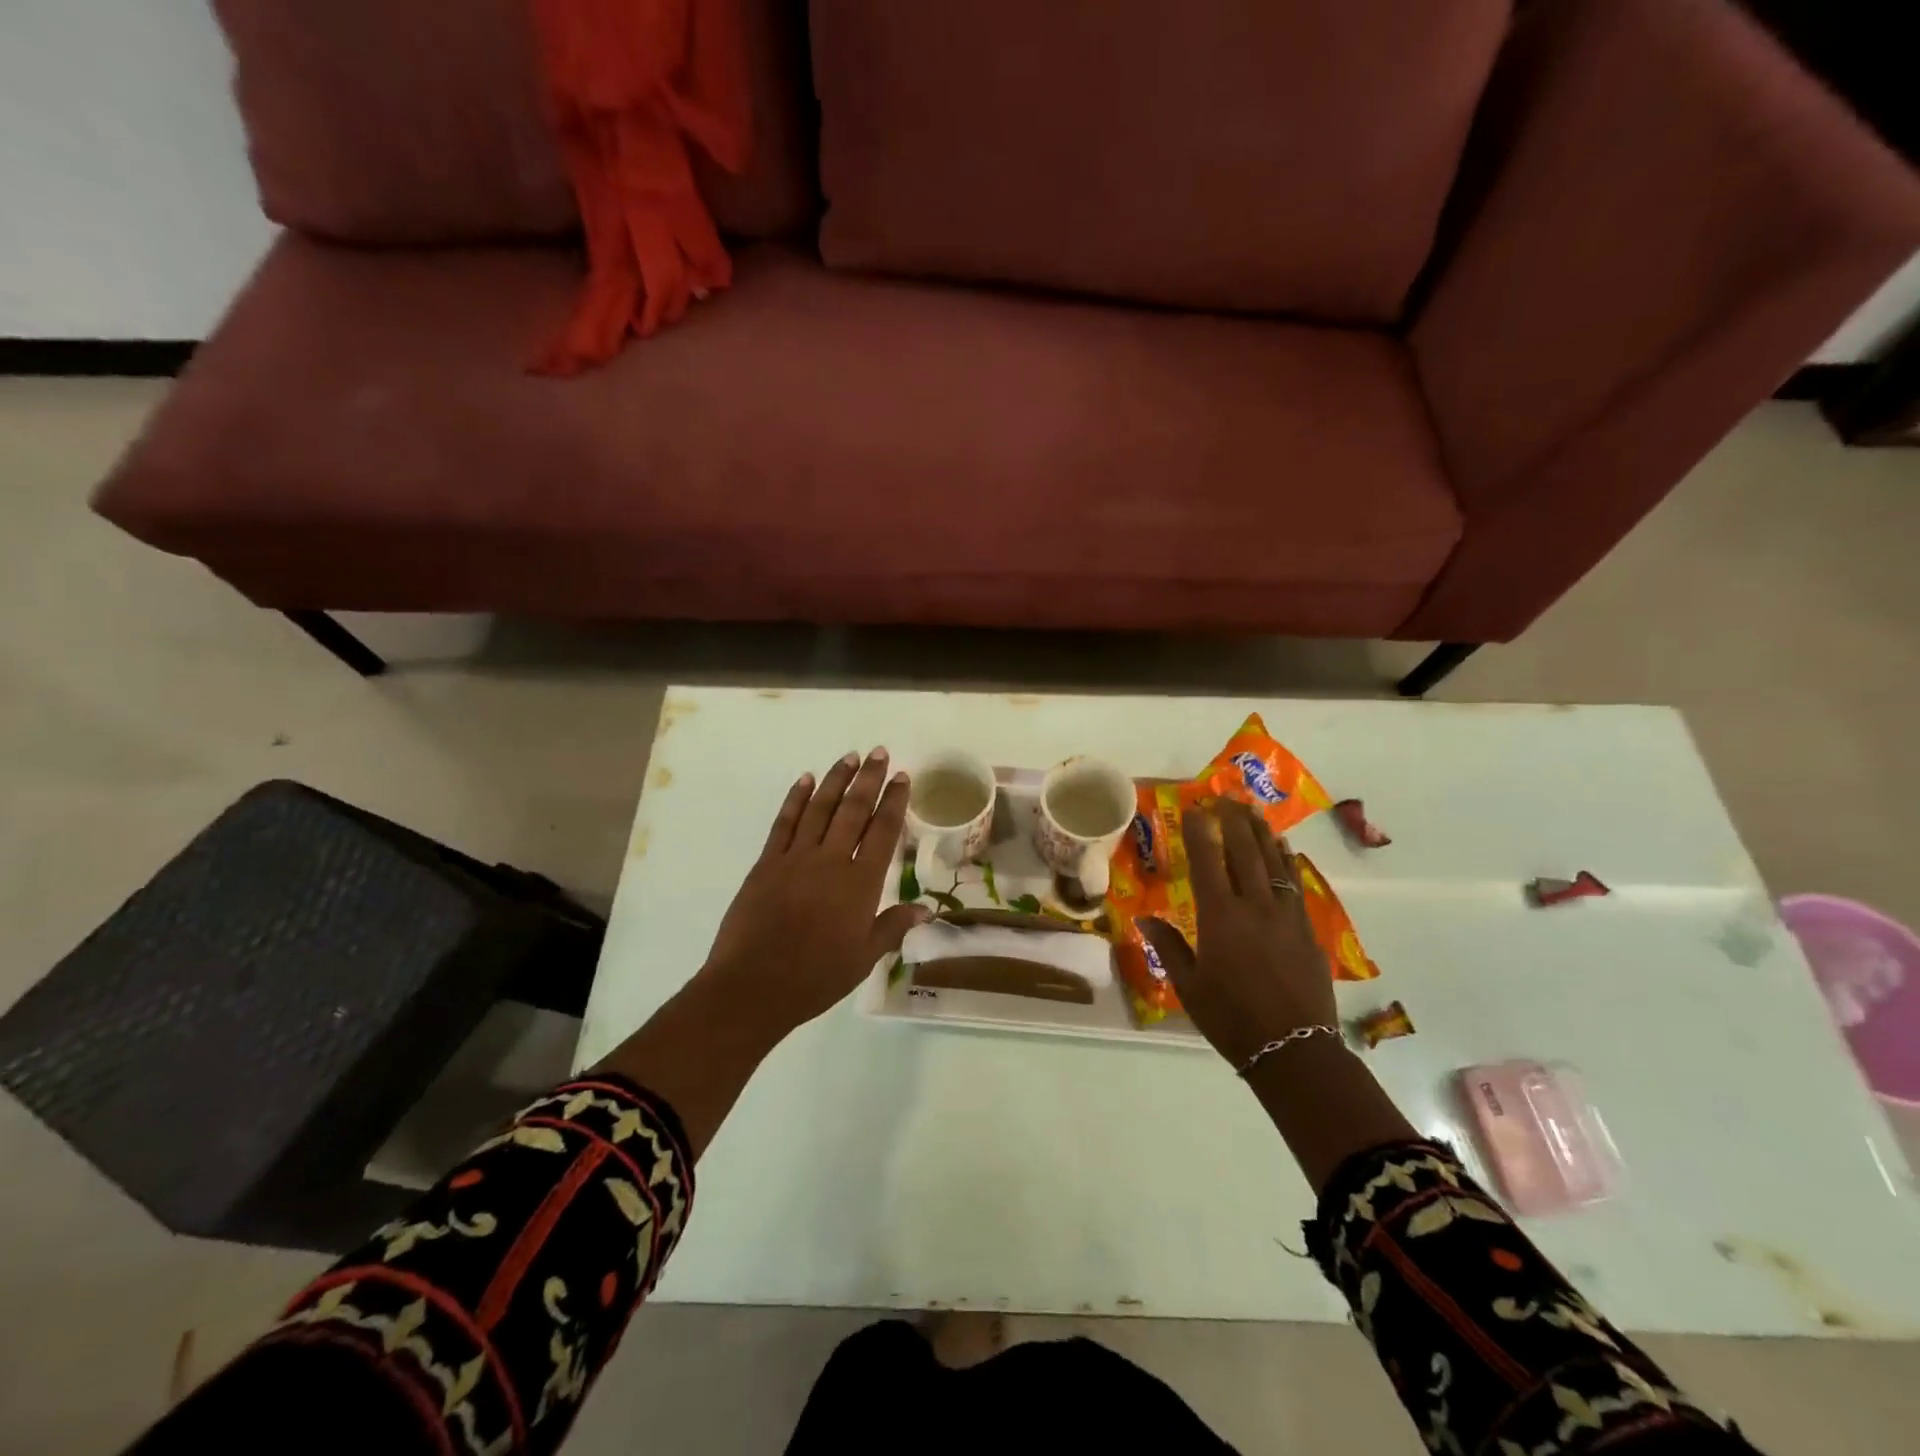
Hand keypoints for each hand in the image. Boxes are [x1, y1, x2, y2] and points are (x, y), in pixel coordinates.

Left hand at [700, 748, 929, 1036]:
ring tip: (849, 757)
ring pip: (820, 808)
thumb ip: (894, 926)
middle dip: (869, 779)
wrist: (753, 986)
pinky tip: (805, 780)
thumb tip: (927, 908)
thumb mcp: (864, 958)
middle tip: (880, 752)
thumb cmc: (816, 977)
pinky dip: (796, 799)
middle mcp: (831, 860)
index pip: (883, 831)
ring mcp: (796, 858)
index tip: (902, 777)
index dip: (894, 802)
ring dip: (836, 780)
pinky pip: (784, 822)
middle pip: (854, 810)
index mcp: (860, 883)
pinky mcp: (767, 863)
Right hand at [1138, 800, 1335, 1068]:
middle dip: (1233, 821)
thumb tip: (1143, 918)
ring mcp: (1287, 916)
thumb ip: (1168, 946)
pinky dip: (1287, 861)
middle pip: (1245, 852)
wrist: (1295, 1051)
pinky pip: (1295, 884)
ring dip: (1262, 833)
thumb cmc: (1232, 1020)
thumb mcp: (1188, 986)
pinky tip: (1284, 851)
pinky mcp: (1308, 930)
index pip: (1207, 862)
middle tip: (1226, 798)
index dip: (1199, 832)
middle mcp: (1255, 906)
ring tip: (1254, 811)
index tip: (1194, 809)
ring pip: (1275, 862)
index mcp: (1220, 918)